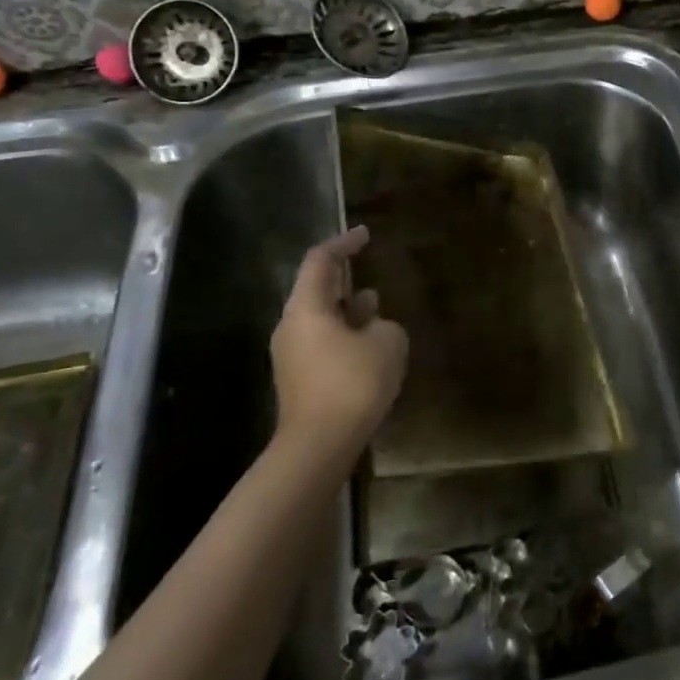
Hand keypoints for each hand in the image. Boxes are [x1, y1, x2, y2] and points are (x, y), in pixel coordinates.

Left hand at [270, 227, 406, 456]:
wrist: (319, 445)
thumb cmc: (353, 383)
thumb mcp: (387, 343)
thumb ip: (384, 324)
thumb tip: (373, 326)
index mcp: (307, 308)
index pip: (320, 261)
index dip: (344, 243)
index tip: (365, 235)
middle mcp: (291, 326)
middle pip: (315, 289)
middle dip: (344, 278)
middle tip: (367, 268)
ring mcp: (291, 355)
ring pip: (320, 318)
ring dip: (346, 309)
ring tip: (375, 307)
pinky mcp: (299, 380)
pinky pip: (322, 343)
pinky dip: (344, 334)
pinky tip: (368, 346)